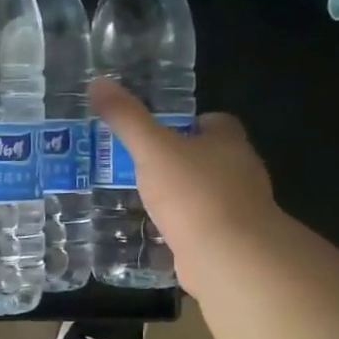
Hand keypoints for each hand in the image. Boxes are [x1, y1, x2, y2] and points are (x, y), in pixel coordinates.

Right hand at [88, 79, 278, 297]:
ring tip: (142, 197)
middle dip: (182, 159)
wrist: (228, 257)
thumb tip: (97, 82)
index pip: (217, 122)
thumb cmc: (194, 193)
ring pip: (206, 193)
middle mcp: (240, 172)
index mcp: (229, 143)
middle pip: (212, 157)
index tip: (162, 130)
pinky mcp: (229, 242)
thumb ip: (127, 118)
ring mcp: (238, 210)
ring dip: (181, 195)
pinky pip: (201, 226)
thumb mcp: (152, 149)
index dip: (191, 123)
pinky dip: (182, 226)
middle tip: (142, 163)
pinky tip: (155, 231)